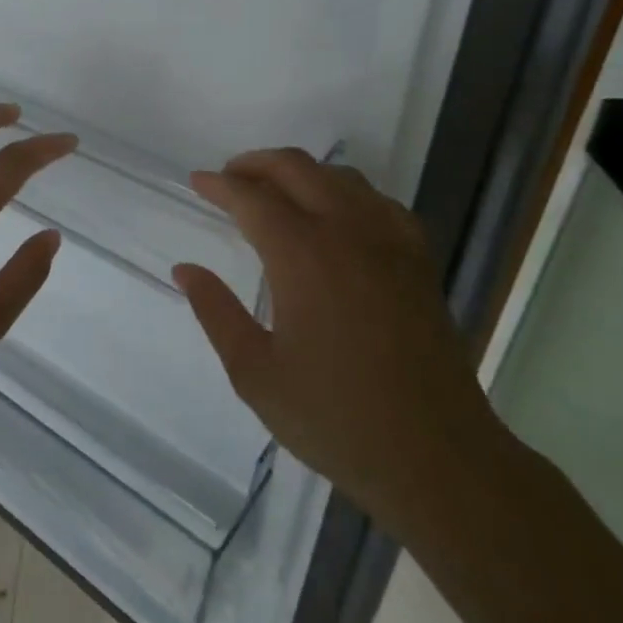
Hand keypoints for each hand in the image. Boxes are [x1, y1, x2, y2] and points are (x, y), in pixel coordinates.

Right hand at [173, 150, 512, 545]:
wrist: (436, 458)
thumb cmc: (335, 419)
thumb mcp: (254, 373)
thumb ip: (215, 312)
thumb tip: (186, 269)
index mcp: (302, 256)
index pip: (252, 198)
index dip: (219, 185)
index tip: (197, 182)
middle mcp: (348, 233)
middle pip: (297, 169)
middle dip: (256, 164)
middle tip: (229, 179)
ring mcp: (390, 242)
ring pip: (341, 177)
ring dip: (300, 173)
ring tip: (275, 194)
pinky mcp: (419, 261)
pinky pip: (379, 202)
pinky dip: (347, 193)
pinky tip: (337, 218)